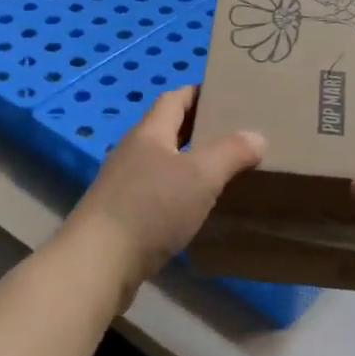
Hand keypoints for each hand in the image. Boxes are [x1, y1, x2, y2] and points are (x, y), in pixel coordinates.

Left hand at [64, 86, 265, 304]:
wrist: (98, 262)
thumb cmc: (151, 208)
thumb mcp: (200, 175)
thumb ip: (231, 152)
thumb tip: (256, 136)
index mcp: (149, 132)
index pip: (174, 99)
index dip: (199, 93)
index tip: (226, 94)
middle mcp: (133, 152)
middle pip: (167, 129)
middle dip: (198, 128)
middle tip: (235, 134)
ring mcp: (123, 184)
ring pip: (162, 163)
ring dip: (189, 163)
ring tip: (222, 171)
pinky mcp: (121, 215)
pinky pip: (156, 193)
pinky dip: (178, 193)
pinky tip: (196, 209)